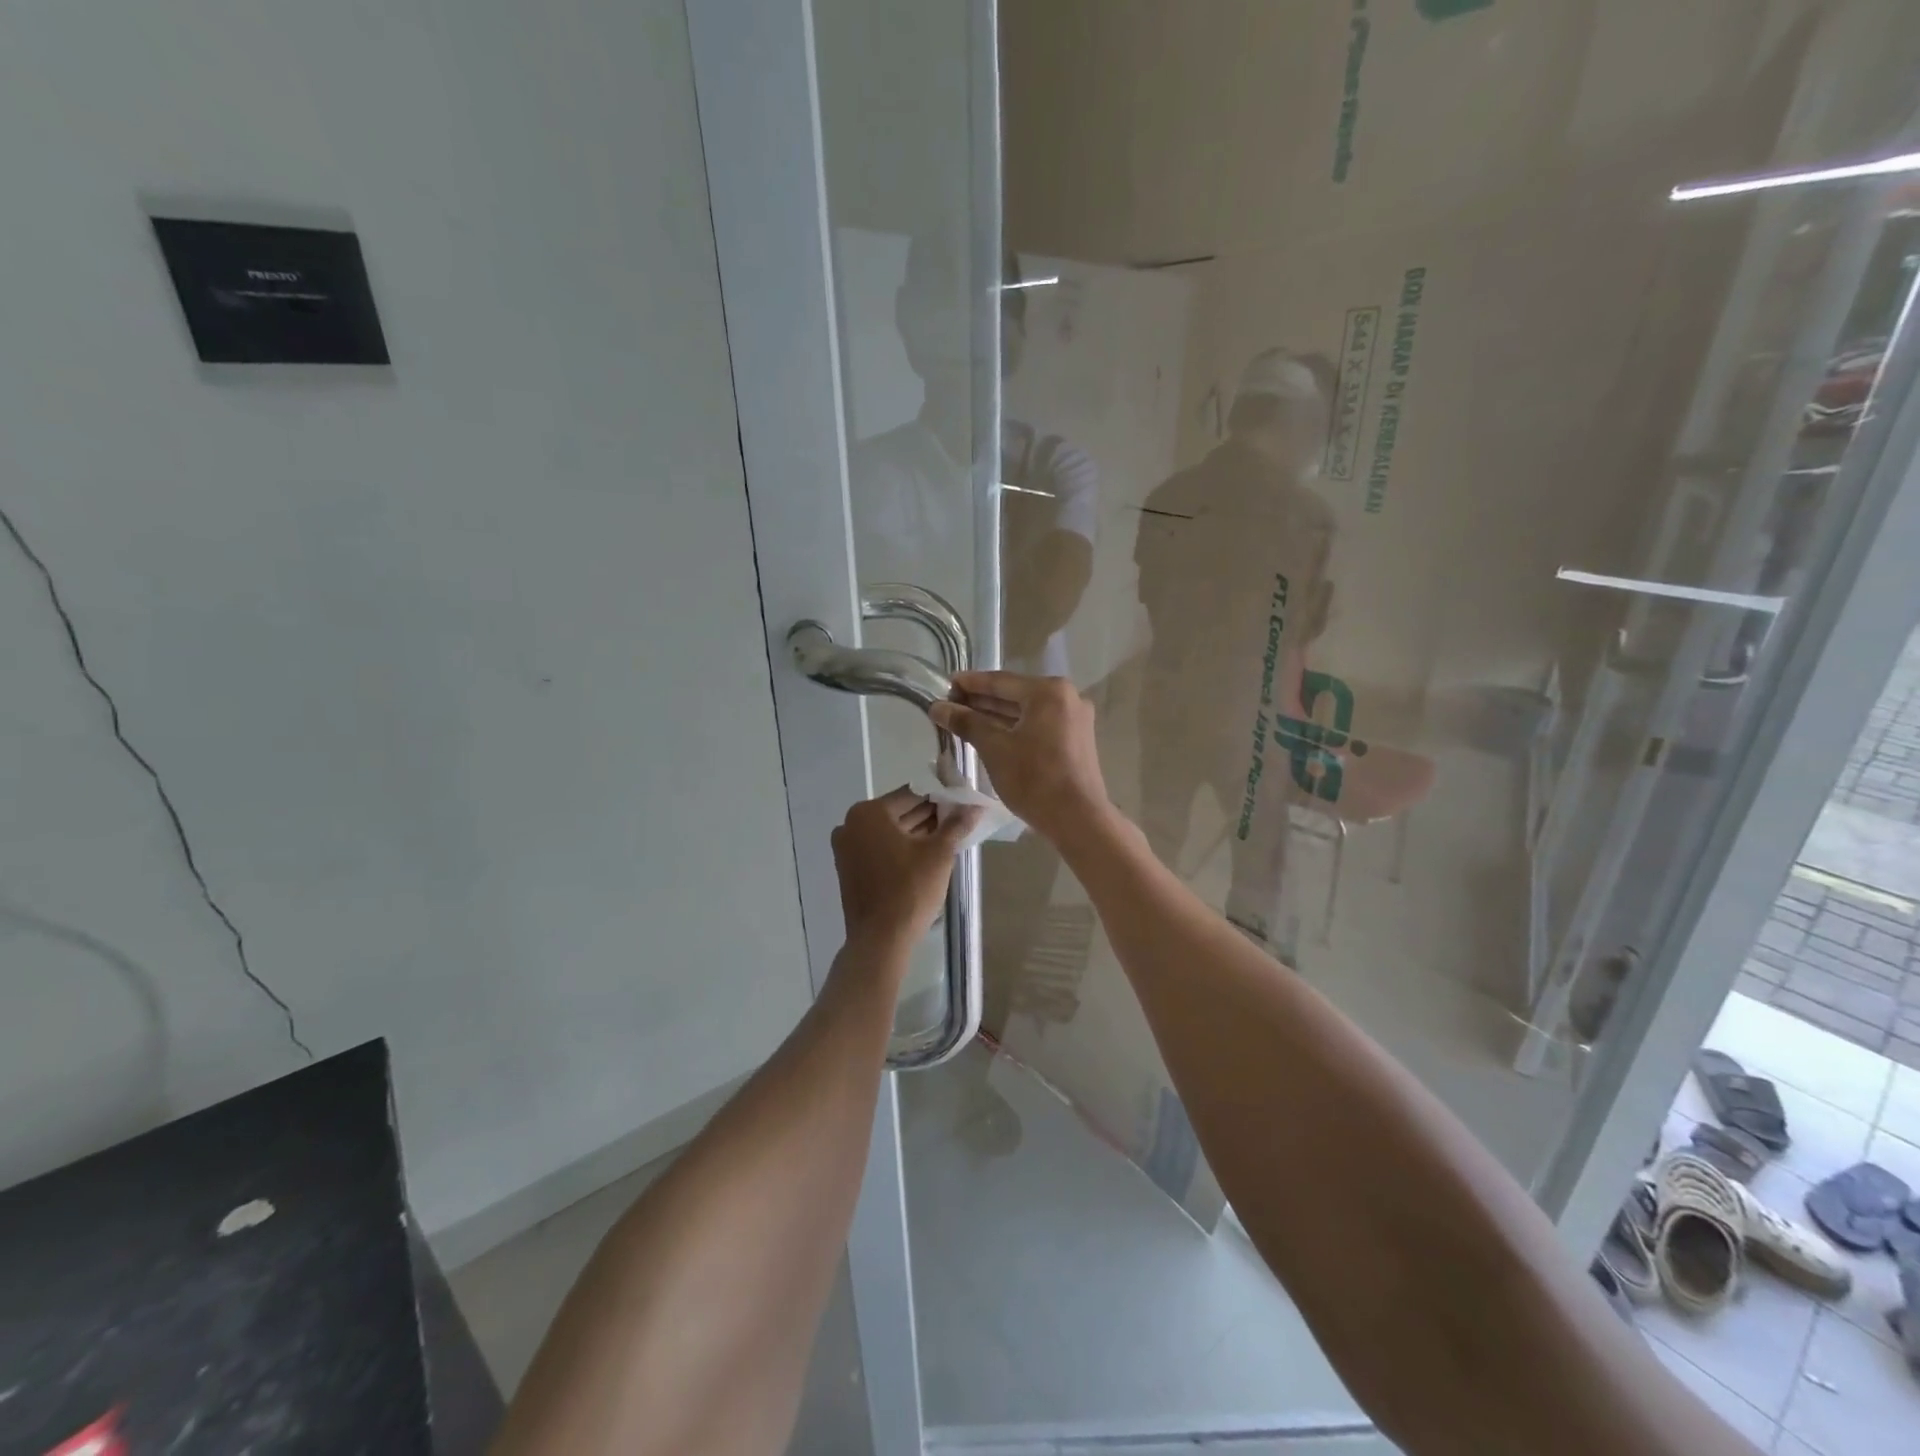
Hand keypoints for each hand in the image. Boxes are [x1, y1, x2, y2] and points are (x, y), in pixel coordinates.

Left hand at [832, 787, 980, 952]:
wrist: (881, 939)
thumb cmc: (910, 890)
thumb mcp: (939, 854)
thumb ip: (956, 825)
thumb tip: (974, 806)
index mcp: (869, 813)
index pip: (912, 794)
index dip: (939, 795)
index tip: (961, 799)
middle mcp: (851, 824)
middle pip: (899, 812)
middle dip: (929, 815)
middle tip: (959, 818)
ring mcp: (847, 848)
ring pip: (889, 832)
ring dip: (917, 832)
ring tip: (949, 835)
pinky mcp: (849, 868)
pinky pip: (880, 848)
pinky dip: (901, 848)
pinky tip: (927, 852)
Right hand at [929, 672, 1110, 843]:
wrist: (1078, 819)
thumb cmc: (1034, 779)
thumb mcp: (994, 748)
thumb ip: (966, 722)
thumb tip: (938, 707)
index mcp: (1049, 691)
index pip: (1001, 681)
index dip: (970, 683)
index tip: (946, 683)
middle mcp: (1067, 697)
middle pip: (1015, 694)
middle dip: (982, 700)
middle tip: (950, 703)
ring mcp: (1074, 719)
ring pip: (1027, 711)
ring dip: (996, 715)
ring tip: (965, 718)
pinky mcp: (1076, 739)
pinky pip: (1039, 724)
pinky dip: (1015, 727)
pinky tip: (991, 733)